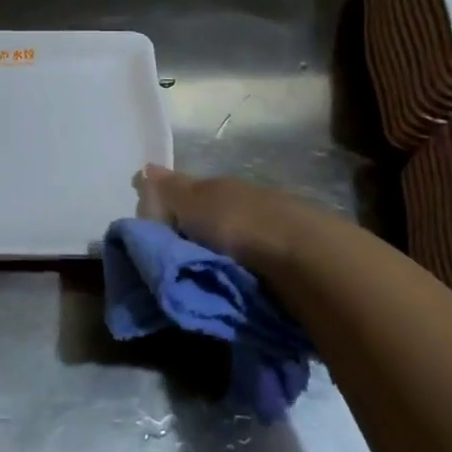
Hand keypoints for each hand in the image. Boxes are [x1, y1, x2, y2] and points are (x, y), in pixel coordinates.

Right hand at [135, 164, 328, 273]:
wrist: (305, 258)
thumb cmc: (238, 224)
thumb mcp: (193, 204)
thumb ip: (169, 190)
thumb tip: (146, 167)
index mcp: (222, 185)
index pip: (189, 192)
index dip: (170, 207)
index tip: (153, 231)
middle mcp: (247, 200)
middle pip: (212, 216)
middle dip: (195, 233)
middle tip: (172, 262)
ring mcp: (272, 229)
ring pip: (234, 239)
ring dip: (221, 254)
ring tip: (202, 279)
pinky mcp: (290, 259)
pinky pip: (255, 262)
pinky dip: (243, 269)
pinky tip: (234, 283)